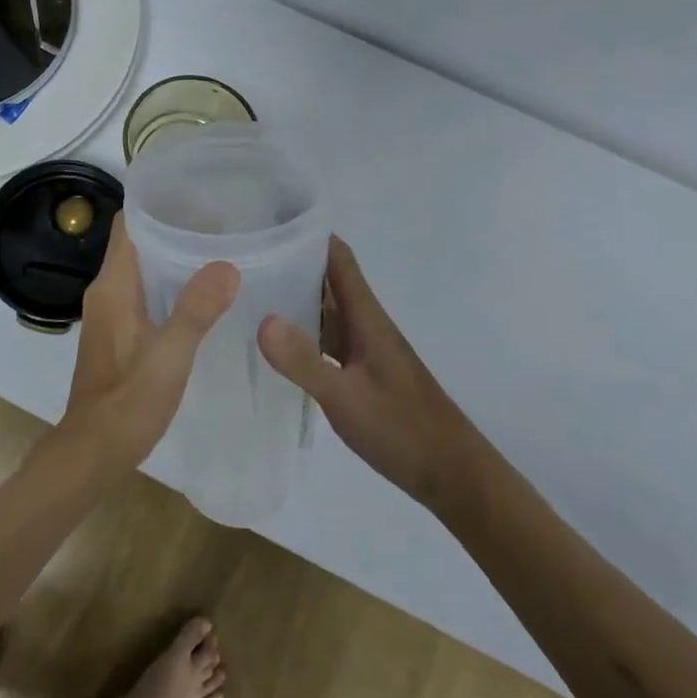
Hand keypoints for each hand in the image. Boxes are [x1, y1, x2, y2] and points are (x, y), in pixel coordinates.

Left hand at [55, 216, 240, 476]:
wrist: (93, 450)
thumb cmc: (128, 402)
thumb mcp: (169, 356)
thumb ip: (196, 310)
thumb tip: (227, 265)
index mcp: (113, 286)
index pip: (129, 223)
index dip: (158, 205)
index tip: (197, 196)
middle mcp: (106, 291)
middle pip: (137, 241)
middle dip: (173, 226)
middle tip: (220, 221)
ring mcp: (109, 311)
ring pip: (141, 267)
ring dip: (171, 255)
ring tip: (216, 249)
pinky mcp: (117, 331)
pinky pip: (142, 290)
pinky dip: (167, 281)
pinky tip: (200, 292)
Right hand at [259, 236, 476, 509]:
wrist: (452, 474)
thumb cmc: (402, 429)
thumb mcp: (346, 397)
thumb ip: (304, 361)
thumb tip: (261, 319)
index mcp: (366, 317)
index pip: (338, 258)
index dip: (307, 234)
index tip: (267, 223)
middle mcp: (365, 324)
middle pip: (327, 279)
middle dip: (290, 263)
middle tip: (243, 258)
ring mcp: (365, 349)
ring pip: (325, 310)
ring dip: (294, 298)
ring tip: (248, 294)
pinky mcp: (362, 372)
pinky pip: (327, 338)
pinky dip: (302, 332)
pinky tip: (276, 345)